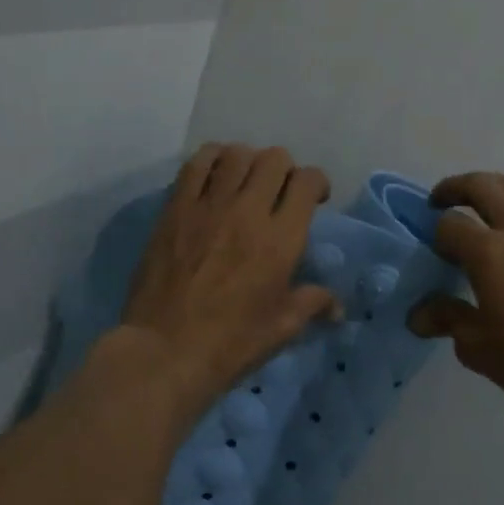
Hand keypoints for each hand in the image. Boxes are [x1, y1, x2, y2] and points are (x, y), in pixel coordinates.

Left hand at [120, 144, 339, 414]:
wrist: (165, 350)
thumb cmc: (231, 343)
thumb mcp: (282, 327)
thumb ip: (313, 304)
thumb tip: (338, 308)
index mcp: (281, 239)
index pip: (307, 181)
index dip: (316, 183)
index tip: (314, 199)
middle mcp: (247, 211)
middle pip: (274, 159)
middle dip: (285, 170)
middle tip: (280, 192)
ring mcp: (208, 206)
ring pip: (236, 154)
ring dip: (249, 161)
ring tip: (246, 181)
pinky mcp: (175, 209)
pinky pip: (195, 164)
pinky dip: (212, 160)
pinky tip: (215, 176)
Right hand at [408, 172, 503, 417]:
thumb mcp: (479, 348)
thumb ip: (449, 320)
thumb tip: (419, 315)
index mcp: (488, 252)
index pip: (451, 225)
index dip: (437, 233)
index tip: (436, 249)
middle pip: (484, 187)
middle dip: (457, 188)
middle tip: (444, 199)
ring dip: (499, 187)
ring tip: (490, 198)